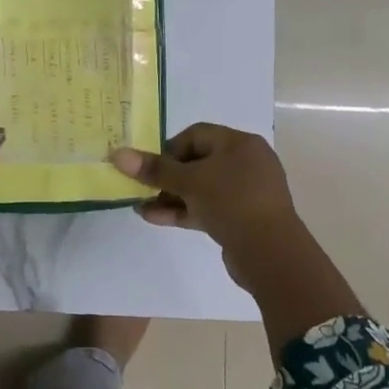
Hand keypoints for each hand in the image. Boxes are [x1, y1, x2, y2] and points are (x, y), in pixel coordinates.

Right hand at [112, 124, 304, 287]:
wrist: (270, 253)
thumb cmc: (231, 201)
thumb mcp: (189, 182)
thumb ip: (154, 169)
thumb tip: (118, 154)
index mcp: (240, 144)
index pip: (196, 135)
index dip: (169, 148)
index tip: (149, 165)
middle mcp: (246, 163)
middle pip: (197, 162)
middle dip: (166, 176)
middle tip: (142, 187)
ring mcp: (246, 192)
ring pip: (201, 188)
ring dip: (171, 196)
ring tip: (141, 206)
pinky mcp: (242, 218)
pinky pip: (208, 207)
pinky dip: (184, 210)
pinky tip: (155, 218)